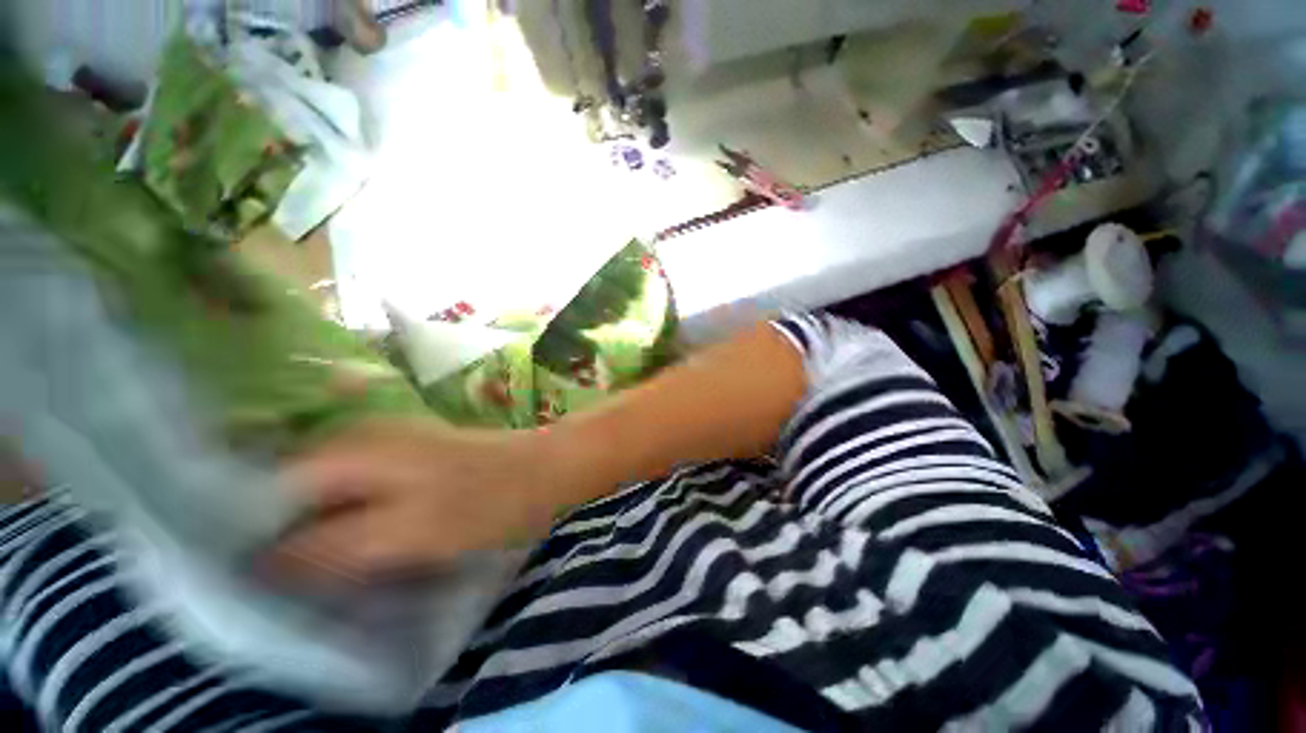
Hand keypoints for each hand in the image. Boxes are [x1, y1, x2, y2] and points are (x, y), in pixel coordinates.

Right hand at [271, 420, 566, 583]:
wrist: (548, 469)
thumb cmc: (488, 499)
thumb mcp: (407, 531)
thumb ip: (329, 547)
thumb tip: (260, 565)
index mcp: (349, 450)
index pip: (264, 491)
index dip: (248, 535)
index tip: (247, 581)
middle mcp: (360, 439)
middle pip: (294, 494)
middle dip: (283, 538)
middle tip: (285, 585)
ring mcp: (390, 447)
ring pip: (329, 496)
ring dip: (319, 534)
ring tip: (317, 575)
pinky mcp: (414, 461)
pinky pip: (362, 494)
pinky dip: (351, 522)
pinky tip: (357, 549)